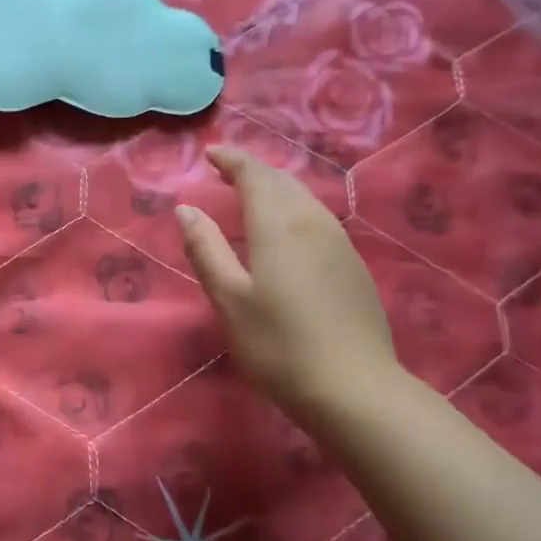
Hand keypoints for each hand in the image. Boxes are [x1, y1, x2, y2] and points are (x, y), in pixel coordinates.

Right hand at [175, 146, 398, 419]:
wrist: (353, 387)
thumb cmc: (277, 345)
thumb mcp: (229, 299)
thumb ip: (206, 249)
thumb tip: (186, 209)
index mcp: (279, 225)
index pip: (255, 175)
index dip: (232, 160)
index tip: (212, 154)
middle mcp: (313, 222)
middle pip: (283, 182)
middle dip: (254, 171)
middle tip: (228, 172)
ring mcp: (340, 243)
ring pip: (305, 199)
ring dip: (277, 189)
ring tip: (254, 196)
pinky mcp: (354, 266)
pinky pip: (319, 220)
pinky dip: (295, 210)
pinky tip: (288, 231)